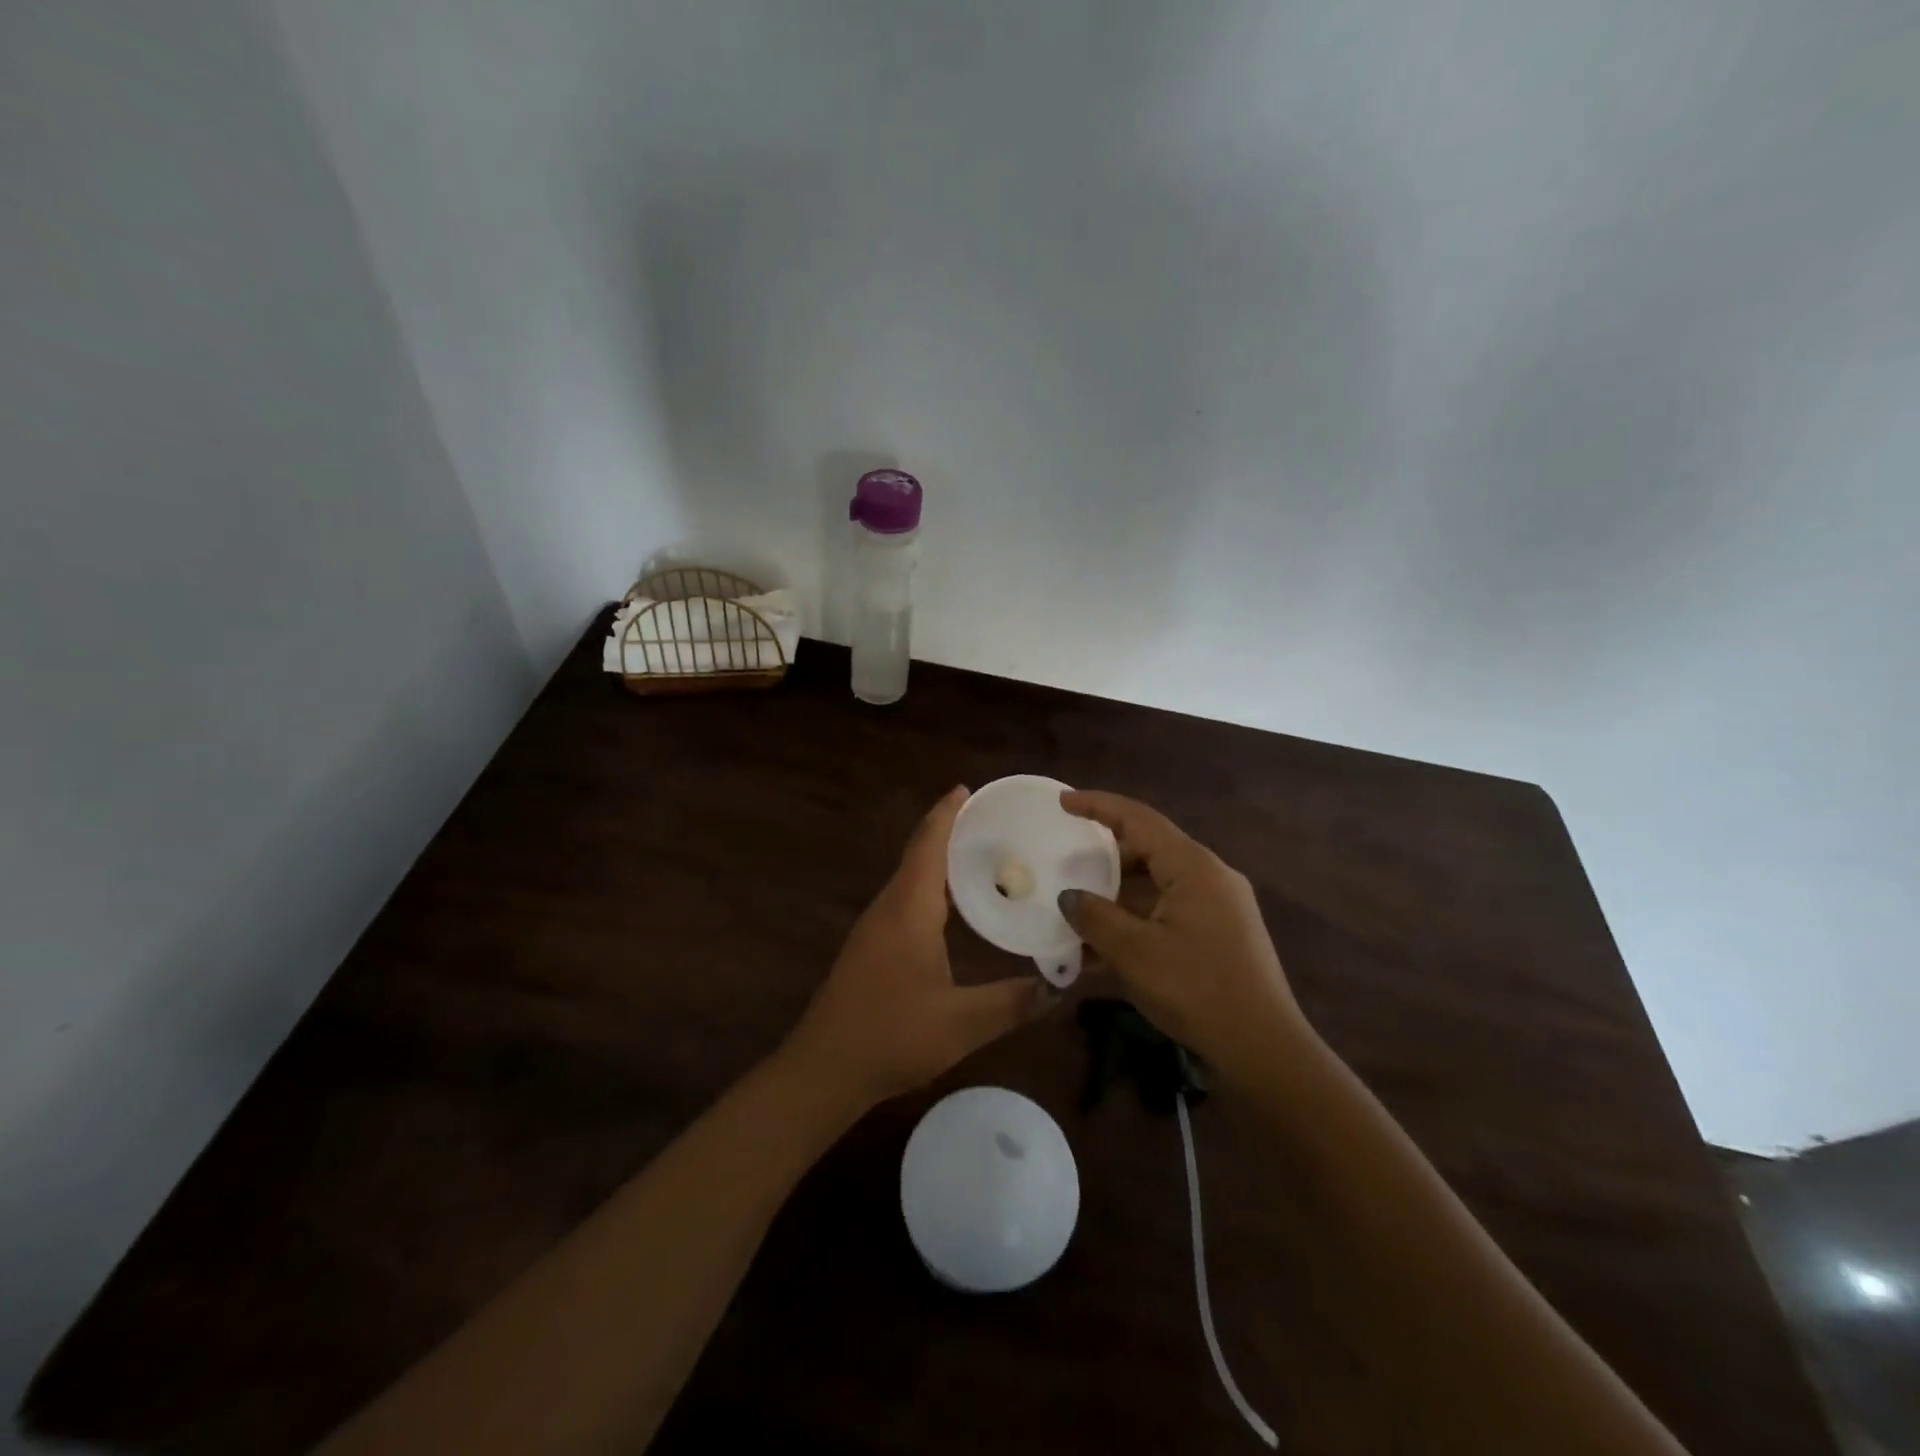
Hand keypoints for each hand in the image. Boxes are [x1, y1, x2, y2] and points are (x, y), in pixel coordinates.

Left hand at [781, 786, 1056, 1111]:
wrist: (823, 1069)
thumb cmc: (891, 1035)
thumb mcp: (962, 1023)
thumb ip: (1013, 1003)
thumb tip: (1060, 987)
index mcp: (908, 909)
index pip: (928, 845)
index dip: (946, 813)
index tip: (967, 788)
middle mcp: (889, 907)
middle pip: (919, 854)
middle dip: (950, 831)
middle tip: (993, 823)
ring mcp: (875, 927)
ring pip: (911, 877)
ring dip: (939, 859)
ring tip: (981, 856)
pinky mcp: (871, 946)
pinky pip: (906, 899)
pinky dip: (931, 886)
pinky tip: (952, 906)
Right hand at [1057, 790, 1312, 1082]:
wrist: (1264, 1049)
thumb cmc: (1197, 989)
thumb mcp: (1135, 952)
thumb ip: (1095, 916)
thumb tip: (1069, 896)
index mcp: (1193, 867)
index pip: (1138, 819)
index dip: (1098, 805)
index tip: (1062, 801)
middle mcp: (1210, 876)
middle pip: (1149, 849)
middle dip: (1104, 855)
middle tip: (1066, 860)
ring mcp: (1219, 906)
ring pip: (1157, 883)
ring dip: (1117, 895)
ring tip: (1077, 910)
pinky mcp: (1220, 933)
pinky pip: (1168, 911)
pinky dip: (1136, 919)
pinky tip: (1104, 949)